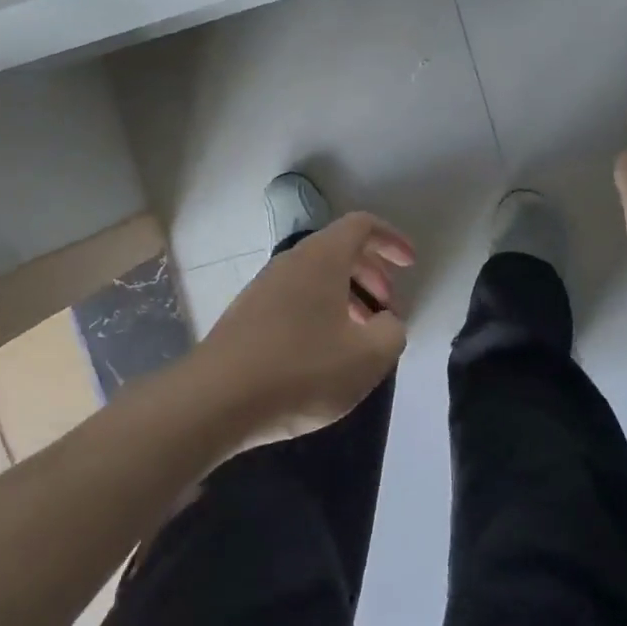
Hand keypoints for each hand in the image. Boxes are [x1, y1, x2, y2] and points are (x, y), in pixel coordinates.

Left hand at [195, 212, 414, 446]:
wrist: (216, 400)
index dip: (391, 239)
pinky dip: (321, 312)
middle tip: (390, 306)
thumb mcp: (367, 357)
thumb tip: (387, 322)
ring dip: (346, 295)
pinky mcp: (247, 315)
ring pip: (316, 277)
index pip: (361, 225)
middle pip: (339, 249)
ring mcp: (264, 287)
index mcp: (322, 258)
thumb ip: (392, 332)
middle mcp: (291, 261)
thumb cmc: (302, 370)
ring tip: (362, 334)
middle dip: (372, 272)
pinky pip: (295, 298)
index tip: (410, 264)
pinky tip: (325, 352)